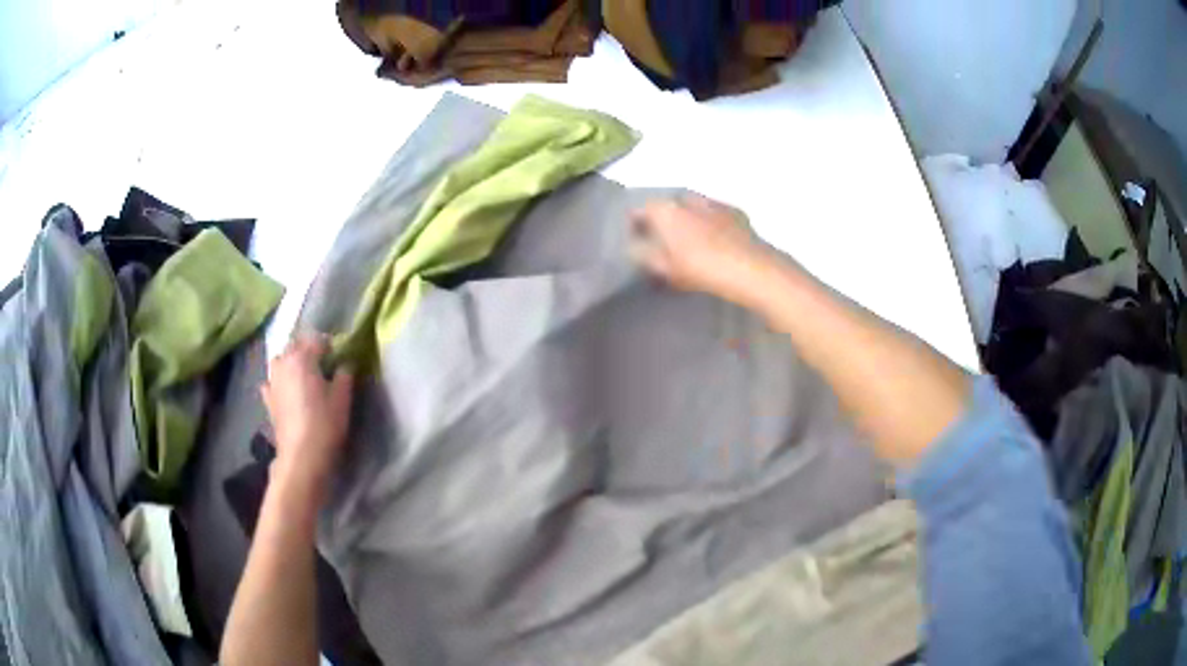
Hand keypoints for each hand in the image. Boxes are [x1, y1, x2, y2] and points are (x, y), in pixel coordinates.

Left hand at [260, 333, 353, 498]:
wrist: (301, 457)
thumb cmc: (324, 424)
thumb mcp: (343, 398)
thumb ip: (344, 374)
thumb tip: (344, 364)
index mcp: (302, 357)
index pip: (317, 340)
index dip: (331, 346)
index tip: (342, 357)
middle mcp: (283, 363)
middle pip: (296, 347)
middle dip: (309, 351)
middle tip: (325, 366)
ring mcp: (272, 381)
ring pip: (281, 361)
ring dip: (292, 363)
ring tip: (305, 377)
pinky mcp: (268, 400)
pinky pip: (273, 382)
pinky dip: (280, 382)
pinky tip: (287, 391)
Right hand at [629, 194, 769, 301]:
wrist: (751, 268)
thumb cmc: (700, 267)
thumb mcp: (664, 267)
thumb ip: (643, 255)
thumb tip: (632, 247)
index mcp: (665, 208)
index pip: (638, 209)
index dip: (633, 225)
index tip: (635, 240)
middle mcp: (686, 197)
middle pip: (666, 206)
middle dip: (662, 220)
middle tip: (662, 242)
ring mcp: (713, 202)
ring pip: (691, 207)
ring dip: (687, 219)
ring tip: (689, 242)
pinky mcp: (736, 211)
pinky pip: (714, 214)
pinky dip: (709, 223)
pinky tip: (714, 241)